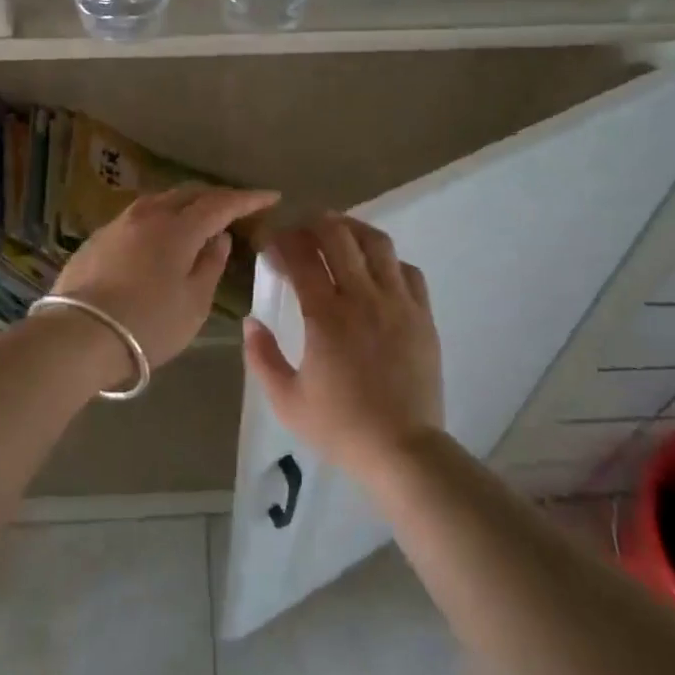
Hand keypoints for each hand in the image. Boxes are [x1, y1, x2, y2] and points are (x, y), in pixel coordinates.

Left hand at [50, 184, 279, 367]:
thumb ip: (210, 265)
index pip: (221, 203)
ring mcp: (118, 223)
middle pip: (188, 194)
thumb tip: (219, 237)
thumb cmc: (147, 324)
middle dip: (216, 197)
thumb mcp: (194, 303)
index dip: (247, 199)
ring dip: (186, 204)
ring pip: (160, 201)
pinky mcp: (97, 238)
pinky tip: (161, 235)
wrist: (77, 336)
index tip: (271, 196)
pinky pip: (139, 217)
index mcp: (178, 228)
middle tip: (236, 207)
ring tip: (200, 218)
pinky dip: (160, 218)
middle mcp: (148, 215)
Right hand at [243, 215, 442, 476]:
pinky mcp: (423, 315)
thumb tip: (251, 322)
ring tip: (338, 234)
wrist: (403, 450)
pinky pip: (407, 269)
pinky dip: (387, 260)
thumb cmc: (341, 427)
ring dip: (352, 230)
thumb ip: (261, 357)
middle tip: (300, 232)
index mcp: (326, 316)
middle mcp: (363, 297)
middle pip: (339, 236)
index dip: (282, 241)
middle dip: (314, 224)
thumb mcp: (286, 400)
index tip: (271, 243)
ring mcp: (398, 303)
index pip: (301, 256)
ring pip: (377, 243)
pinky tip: (375, 270)